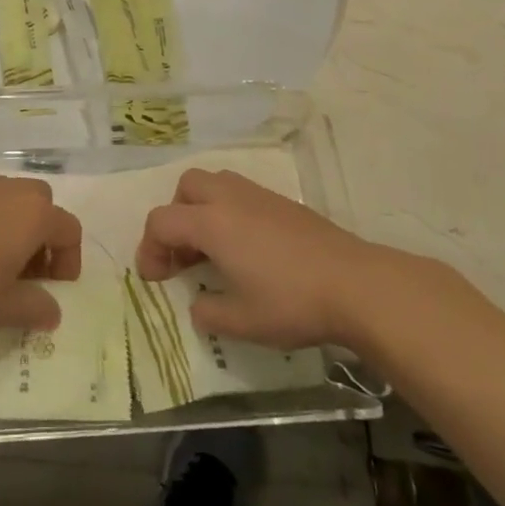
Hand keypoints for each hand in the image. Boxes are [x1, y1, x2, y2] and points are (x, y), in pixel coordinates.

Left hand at [0, 177, 81, 331]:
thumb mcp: (3, 308)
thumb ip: (36, 309)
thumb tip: (53, 311)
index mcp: (35, 215)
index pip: (70, 230)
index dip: (69, 261)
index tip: (53, 289)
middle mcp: (14, 191)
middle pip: (44, 207)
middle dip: (43, 239)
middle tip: (27, 274)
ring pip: (13, 201)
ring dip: (15, 229)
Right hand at [136, 168, 371, 350]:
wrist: (355, 284)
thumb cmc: (292, 302)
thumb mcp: (243, 322)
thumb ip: (209, 313)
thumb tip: (198, 306)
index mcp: (211, 223)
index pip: (162, 221)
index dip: (149, 249)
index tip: (155, 279)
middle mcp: (228, 198)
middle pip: (185, 188)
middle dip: (175, 217)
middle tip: (183, 256)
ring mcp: (258, 195)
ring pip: (214, 183)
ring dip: (201, 210)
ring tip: (213, 250)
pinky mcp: (282, 202)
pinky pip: (240, 194)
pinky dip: (228, 212)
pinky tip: (246, 248)